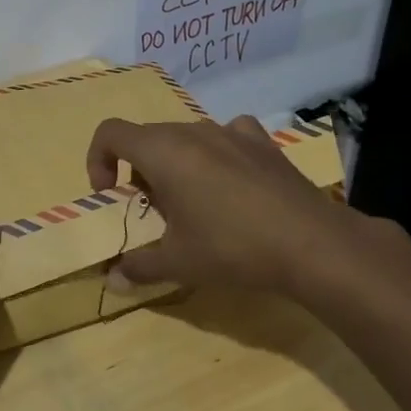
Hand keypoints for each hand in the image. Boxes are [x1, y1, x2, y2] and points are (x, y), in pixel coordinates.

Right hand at [86, 114, 382, 298]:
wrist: (313, 244)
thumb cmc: (231, 247)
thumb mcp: (178, 262)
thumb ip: (138, 267)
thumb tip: (112, 280)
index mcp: (161, 151)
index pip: (110, 133)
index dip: (98, 160)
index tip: (111, 195)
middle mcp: (191, 131)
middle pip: (147, 138)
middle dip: (138, 171)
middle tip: (153, 211)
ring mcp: (230, 131)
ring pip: (185, 138)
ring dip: (175, 164)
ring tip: (193, 203)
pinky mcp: (262, 143)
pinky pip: (227, 135)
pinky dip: (217, 153)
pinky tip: (231, 181)